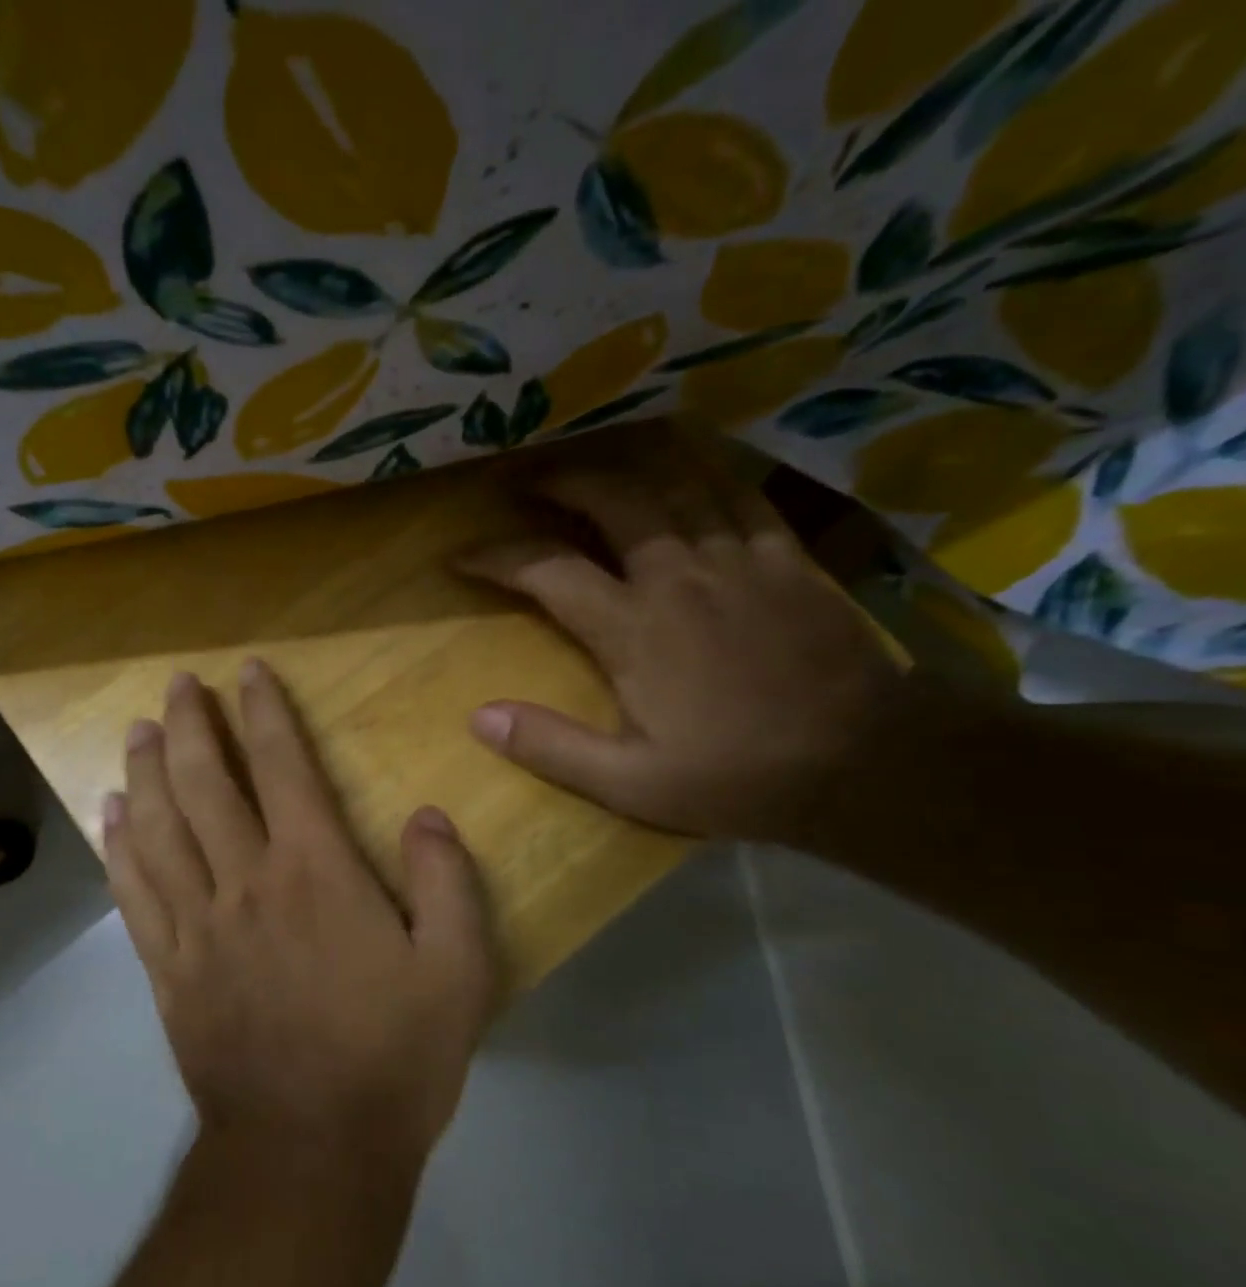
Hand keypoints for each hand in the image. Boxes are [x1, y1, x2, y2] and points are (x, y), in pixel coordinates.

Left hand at [104, 661, 501, 1172]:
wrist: (309, 1155)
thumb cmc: (392, 1060)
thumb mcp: (457, 972)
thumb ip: (446, 884)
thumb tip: (426, 816)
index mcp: (314, 874)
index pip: (282, 768)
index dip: (265, 713)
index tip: (249, 672)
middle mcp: (245, 883)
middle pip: (204, 785)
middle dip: (190, 726)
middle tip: (177, 685)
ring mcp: (196, 926)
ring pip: (157, 829)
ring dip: (145, 772)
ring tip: (137, 731)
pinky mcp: (167, 970)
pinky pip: (133, 894)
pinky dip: (116, 848)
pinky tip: (106, 815)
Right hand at [456, 425, 905, 844]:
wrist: (865, 763)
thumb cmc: (736, 776)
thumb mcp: (629, 783)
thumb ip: (550, 747)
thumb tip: (479, 717)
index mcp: (633, 628)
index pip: (548, 570)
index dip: (497, 556)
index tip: (462, 555)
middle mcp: (678, 574)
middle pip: (612, 499)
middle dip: (560, 482)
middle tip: (527, 481)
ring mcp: (737, 557)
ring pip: (674, 483)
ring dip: (624, 466)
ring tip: (593, 462)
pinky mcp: (785, 556)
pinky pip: (738, 492)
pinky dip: (703, 471)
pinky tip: (686, 468)